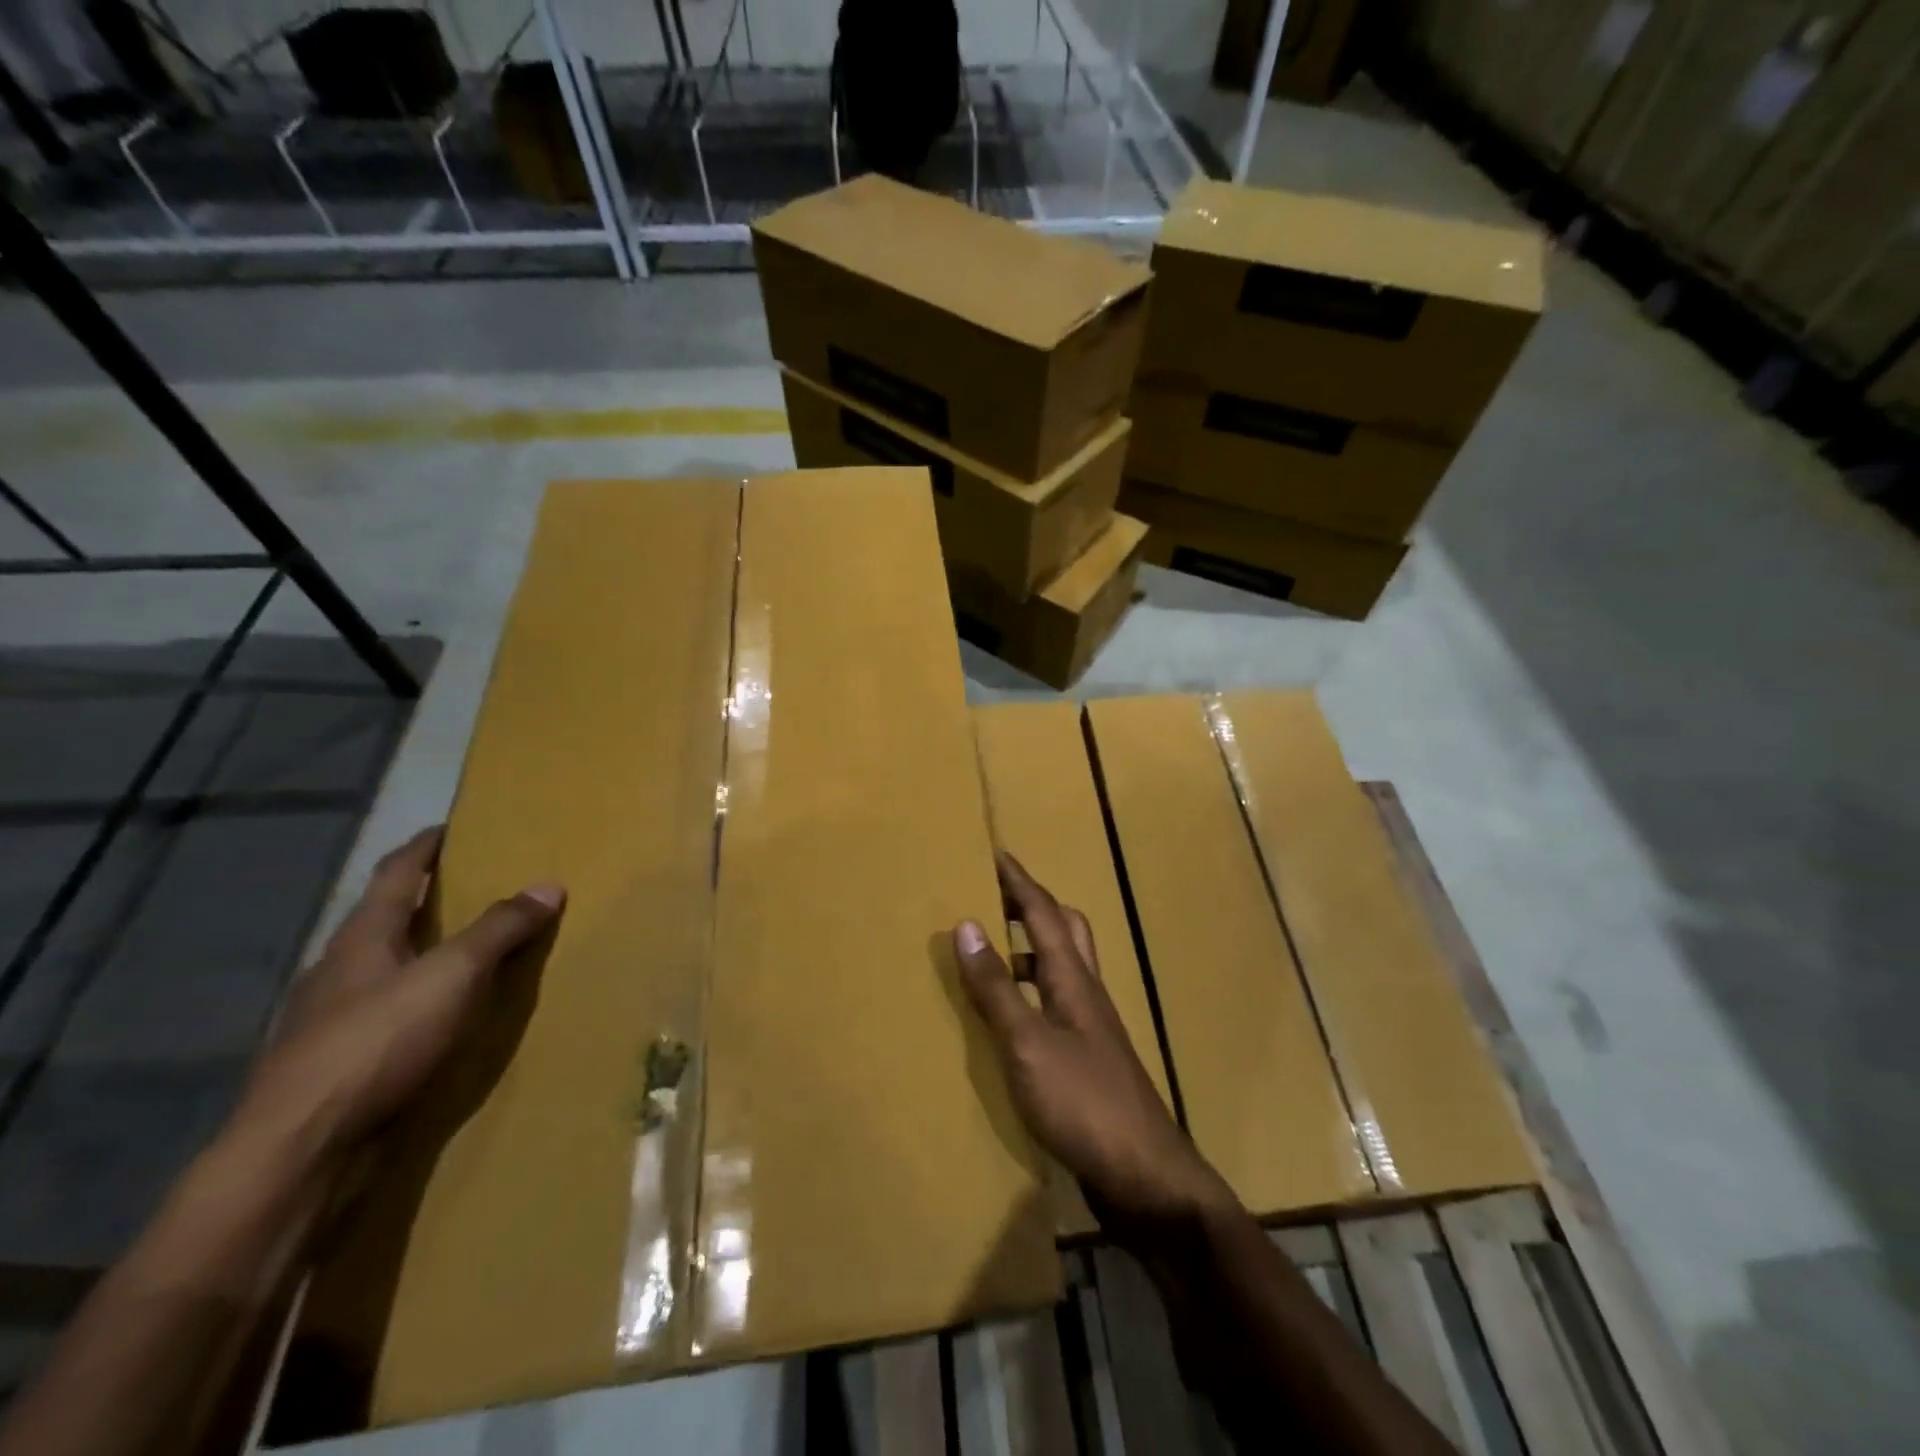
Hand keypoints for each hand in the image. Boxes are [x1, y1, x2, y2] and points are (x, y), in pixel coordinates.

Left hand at [228, 827, 565, 1169]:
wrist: (300, 1152)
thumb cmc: (377, 1042)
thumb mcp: (453, 975)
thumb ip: (500, 929)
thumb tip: (549, 884)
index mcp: (360, 938)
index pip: (395, 874)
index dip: (424, 848)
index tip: (451, 828)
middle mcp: (339, 971)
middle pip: (385, 920)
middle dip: (426, 901)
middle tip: (477, 888)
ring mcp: (332, 1020)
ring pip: (385, 970)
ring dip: (424, 954)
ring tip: (471, 951)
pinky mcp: (340, 1064)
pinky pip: (390, 1014)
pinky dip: (421, 1001)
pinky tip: (444, 1017)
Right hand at [954, 854, 1232, 1240]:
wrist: (1145, 1178)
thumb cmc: (1084, 1104)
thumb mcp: (1028, 1044)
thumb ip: (997, 988)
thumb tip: (968, 924)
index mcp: (1074, 980)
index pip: (1044, 913)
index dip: (1019, 882)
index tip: (995, 852)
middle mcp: (1086, 993)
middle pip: (1065, 931)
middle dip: (1032, 906)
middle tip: (996, 897)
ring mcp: (1091, 1028)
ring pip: (1062, 968)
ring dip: (1030, 950)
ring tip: (991, 954)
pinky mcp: (1088, 1060)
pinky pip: (1055, 1005)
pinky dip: (1031, 994)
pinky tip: (1008, 1019)